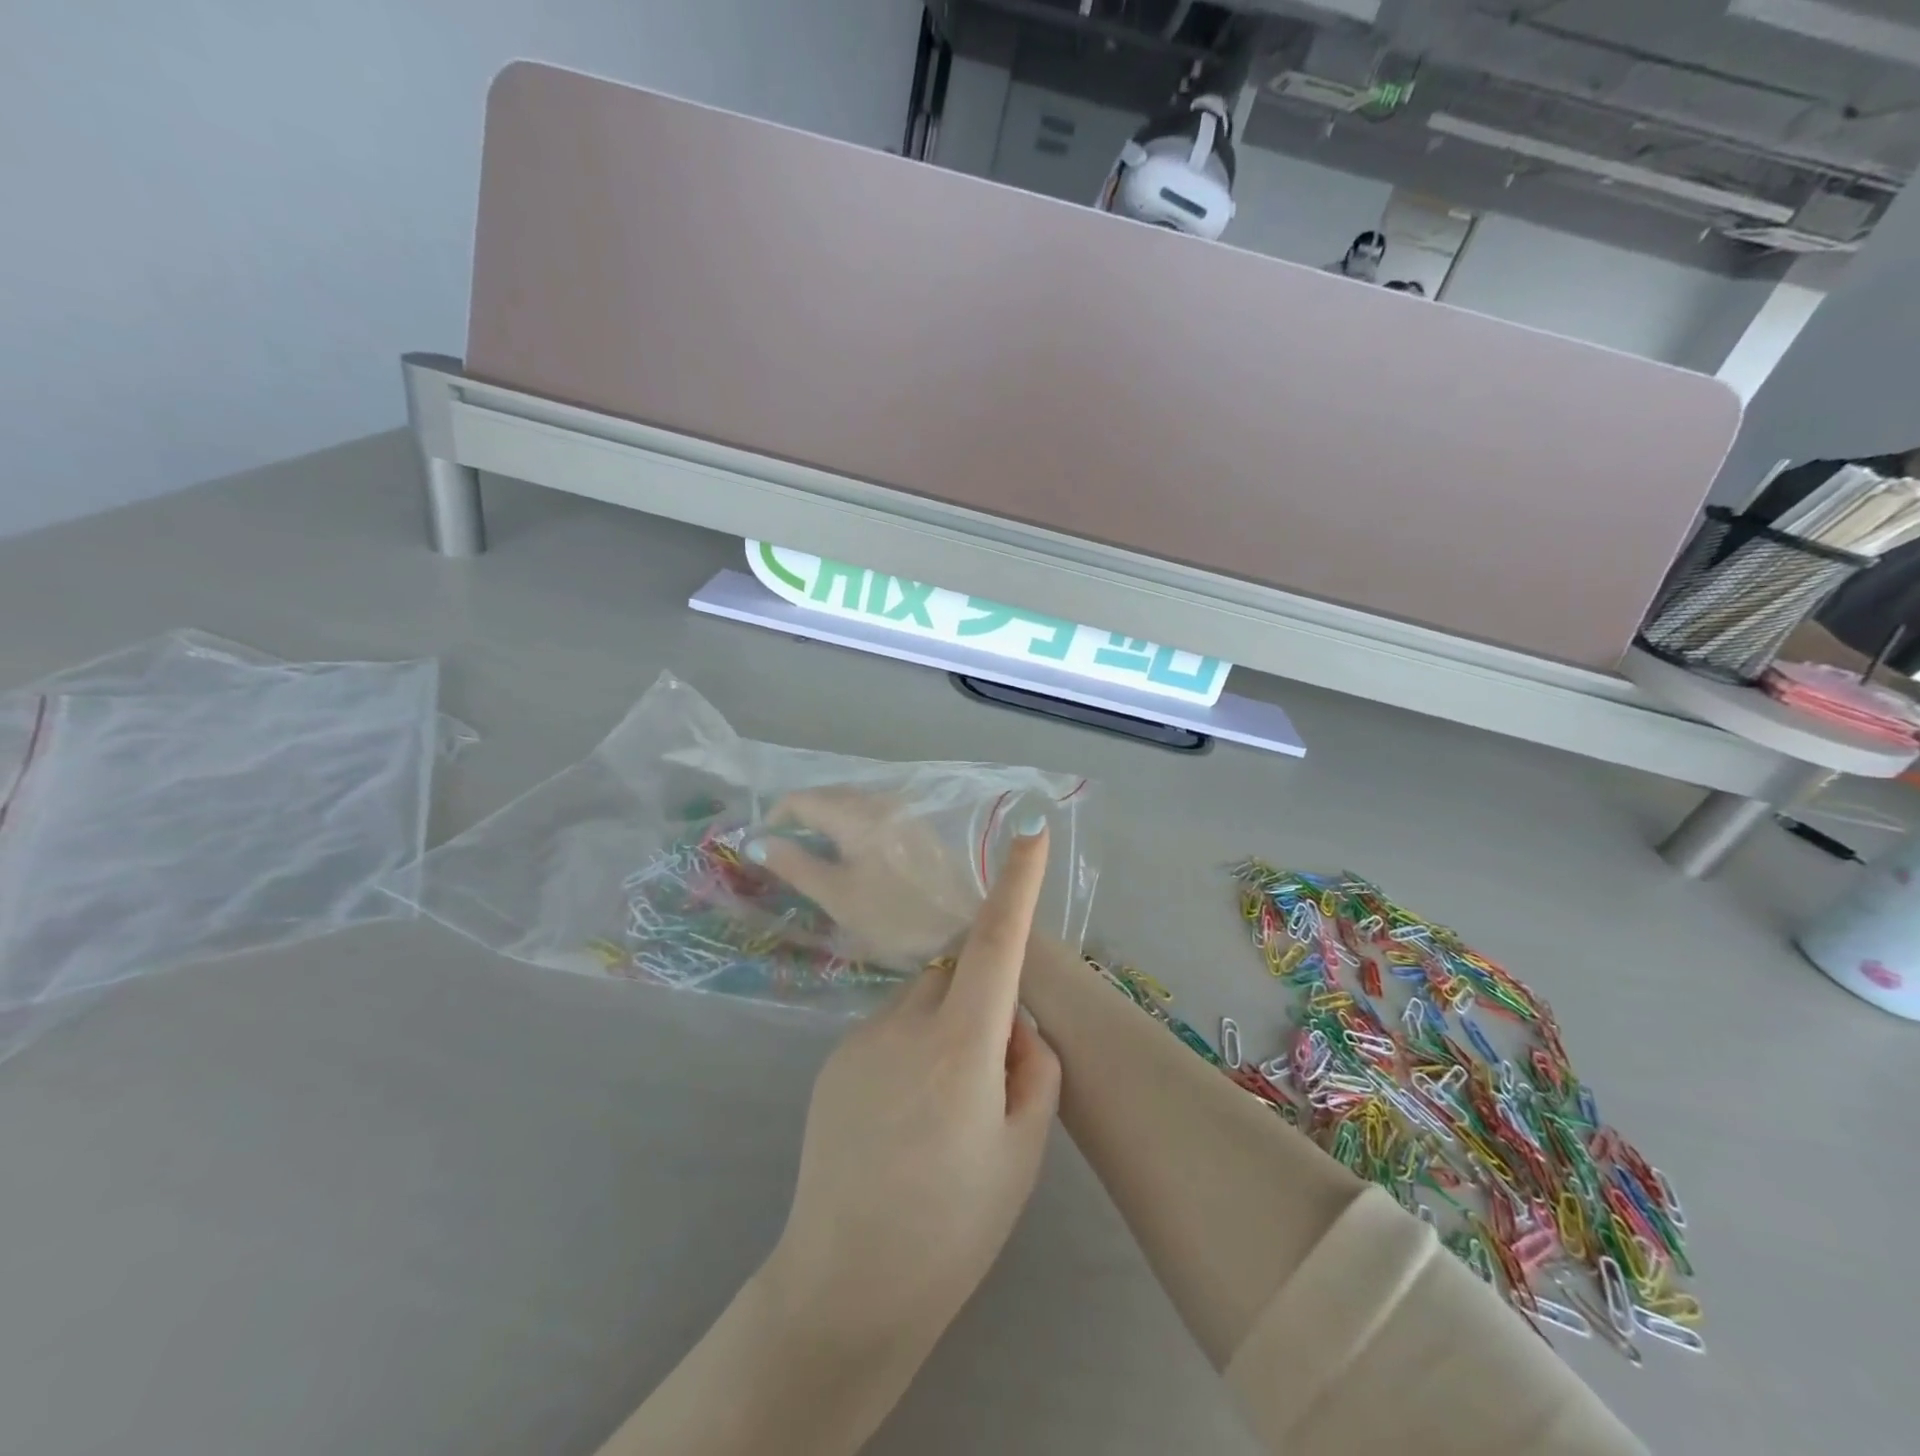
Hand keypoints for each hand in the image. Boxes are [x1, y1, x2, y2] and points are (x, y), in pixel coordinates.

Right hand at [746, 788, 981, 965]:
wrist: (963, 927)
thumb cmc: (894, 916)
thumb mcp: (837, 896)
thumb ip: (795, 864)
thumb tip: (757, 842)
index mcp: (857, 814)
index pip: (801, 799)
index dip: (773, 818)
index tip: (760, 846)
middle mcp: (879, 800)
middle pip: (826, 795)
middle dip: (798, 817)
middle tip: (781, 851)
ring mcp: (902, 809)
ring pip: (849, 802)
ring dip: (824, 820)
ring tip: (811, 854)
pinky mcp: (916, 823)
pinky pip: (870, 812)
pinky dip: (849, 824)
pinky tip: (848, 853)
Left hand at [759, 817, 1061, 1372]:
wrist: (846, 1286)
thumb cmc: (953, 1229)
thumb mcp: (1023, 1152)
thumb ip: (1033, 1067)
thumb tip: (1015, 1024)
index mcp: (960, 1046)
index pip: (997, 944)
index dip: (1017, 884)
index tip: (1030, 833)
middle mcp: (904, 1023)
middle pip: (958, 972)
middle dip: (983, 998)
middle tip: (989, 1077)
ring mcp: (860, 1038)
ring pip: (922, 1000)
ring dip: (944, 1028)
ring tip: (937, 1114)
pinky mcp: (832, 1059)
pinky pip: (889, 1029)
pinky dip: (910, 1051)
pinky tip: (900, 1122)